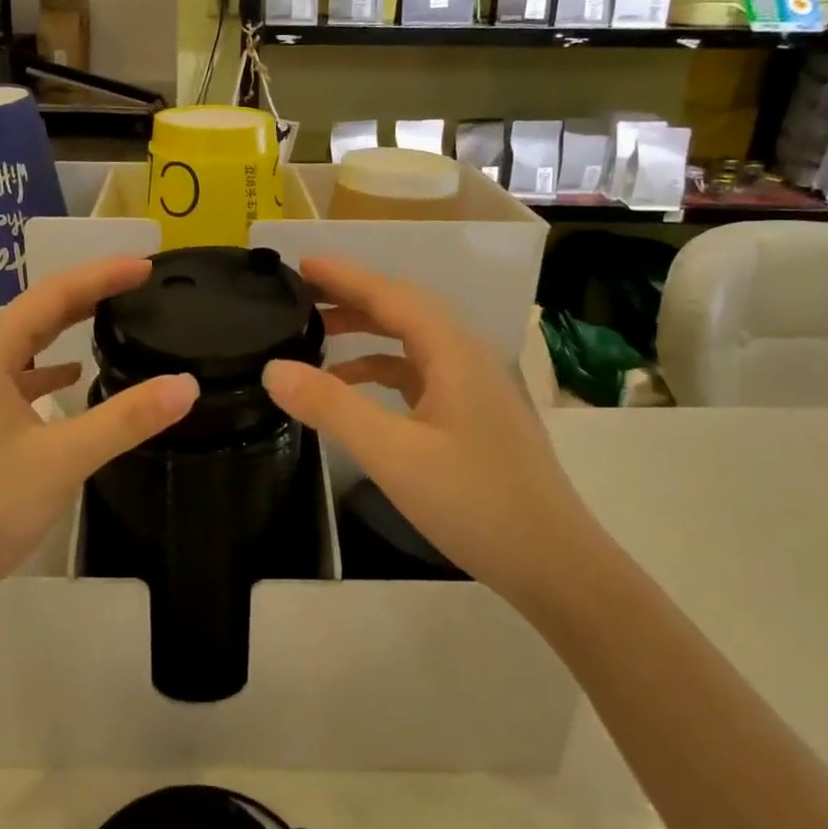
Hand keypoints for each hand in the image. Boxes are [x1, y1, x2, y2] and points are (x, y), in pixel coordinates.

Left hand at [0, 256, 198, 631]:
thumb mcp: (62, 460)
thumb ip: (126, 418)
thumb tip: (186, 384)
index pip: (53, 295)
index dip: (102, 275)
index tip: (147, 265)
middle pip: (37, 314)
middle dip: (87, 294)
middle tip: (138, 283)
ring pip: (25, 346)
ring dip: (66, 330)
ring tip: (112, 318)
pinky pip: (16, 379)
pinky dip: (47, 371)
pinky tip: (71, 379)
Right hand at [261, 256, 592, 605]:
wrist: (553, 564)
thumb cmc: (475, 502)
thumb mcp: (393, 454)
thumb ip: (332, 406)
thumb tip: (274, 368)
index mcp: (453, 352)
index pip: (392, 295)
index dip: (345, 277)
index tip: (301, 263)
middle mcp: (467, 358)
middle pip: (403, 311)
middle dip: (352, 298)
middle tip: (301, 296)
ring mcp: (473, 389)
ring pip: (412, 344)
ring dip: (366, 334)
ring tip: (318, 336)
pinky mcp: (472, 417)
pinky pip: (419, 375)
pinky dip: (382, 371)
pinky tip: (354, 389)